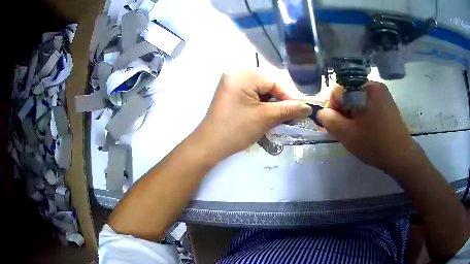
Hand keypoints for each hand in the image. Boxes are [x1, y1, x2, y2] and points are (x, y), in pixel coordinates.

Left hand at [196, 70, 311, 158]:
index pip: (274, 81)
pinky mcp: (231, 94)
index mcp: (242, 75)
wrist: (209, 146)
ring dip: (272, 103)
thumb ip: (288, 110)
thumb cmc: (236, 130)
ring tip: (281, 117)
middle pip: (268, 84)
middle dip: (281, 100)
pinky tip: (268, 115)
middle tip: (292, 115)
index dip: (289, 96)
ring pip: (261, 90)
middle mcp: (236, 74)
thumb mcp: (265, 118)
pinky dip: (262, 104)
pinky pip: (252, 95)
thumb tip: (308, 107)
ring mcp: (232, 84)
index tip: (302, 110)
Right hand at [317, 81, 421, 173]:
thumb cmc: (375, 144)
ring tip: (354, 130)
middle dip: (342, 111)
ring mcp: (382, 94)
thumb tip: (322, 113)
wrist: (401, 156)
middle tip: (343, 130)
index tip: (333, 125)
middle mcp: (374, 85)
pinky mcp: (387, 103)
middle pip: (348, 93)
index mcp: (365, 88)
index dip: (331, 107)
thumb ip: (329, 120)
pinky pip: (367, 103)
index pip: (338, 90)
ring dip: (351, 113)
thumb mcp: (347, 134)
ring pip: (357, 99)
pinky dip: (361, 114)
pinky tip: (365, 128)